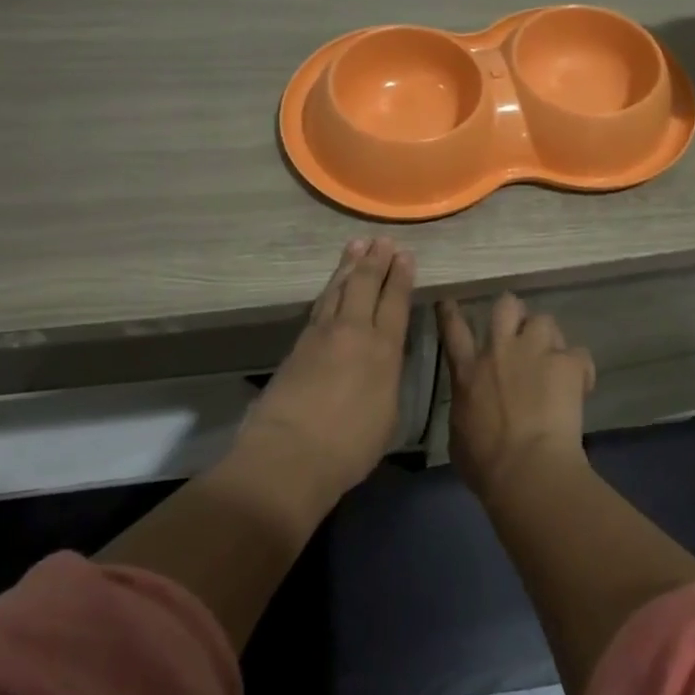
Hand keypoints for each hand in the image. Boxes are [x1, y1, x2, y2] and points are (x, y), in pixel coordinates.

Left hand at [237, 237, 414, 501]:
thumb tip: (382, 364)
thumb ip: (387, 381)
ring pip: (338, 289)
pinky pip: (320, 305)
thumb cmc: (349, 447)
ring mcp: (322, 335)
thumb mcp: (387, 416)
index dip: (401, 278)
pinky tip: (332, 285)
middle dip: (376, 261)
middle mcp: (354, 333)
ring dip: (349, 266)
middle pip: (365, 286)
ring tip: (357, 246)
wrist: (289, 454)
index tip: (405, 256)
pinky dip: (330, 288)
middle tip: (382, 240)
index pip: (395, 303)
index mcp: (384, 351)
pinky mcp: (298, 344)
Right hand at [435, 294, 595, 502]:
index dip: (450, 312)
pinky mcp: (567, 363)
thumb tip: (472, 406)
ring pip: (544, 320)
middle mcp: (500, 351)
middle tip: (520, 328)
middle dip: (513, 312)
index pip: (453, 330)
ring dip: (548, 336)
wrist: (528, 469)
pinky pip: (578, 353)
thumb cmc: (485, 463)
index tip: (450, 302)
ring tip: (554, 356)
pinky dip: (579, 368)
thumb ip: (465, 409)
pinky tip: (580, 384)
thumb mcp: (459, 434)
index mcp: (468, 372)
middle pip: (506, 306)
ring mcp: (535, 352)